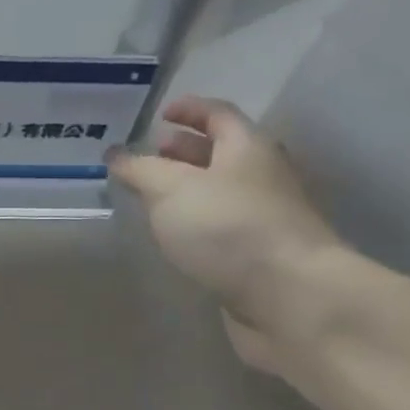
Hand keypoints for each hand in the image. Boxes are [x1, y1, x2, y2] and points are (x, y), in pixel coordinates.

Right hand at [109, 97, 341, 370]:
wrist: (293, 299)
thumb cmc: (229, 227)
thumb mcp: (170, 188)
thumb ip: (139, 169)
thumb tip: (116, 155)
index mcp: (247, 147)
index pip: (218, 113)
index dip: (189, 109)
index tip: (160, 114)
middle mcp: (263, 177)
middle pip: (221, 153)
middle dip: (183, 152)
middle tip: (149, 159)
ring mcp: (266, 219)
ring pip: (221, 193)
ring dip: (188, 191)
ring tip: (151, 199)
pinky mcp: (262, 257)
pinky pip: (224, 228)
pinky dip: (198, 224)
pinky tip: (174, 236)